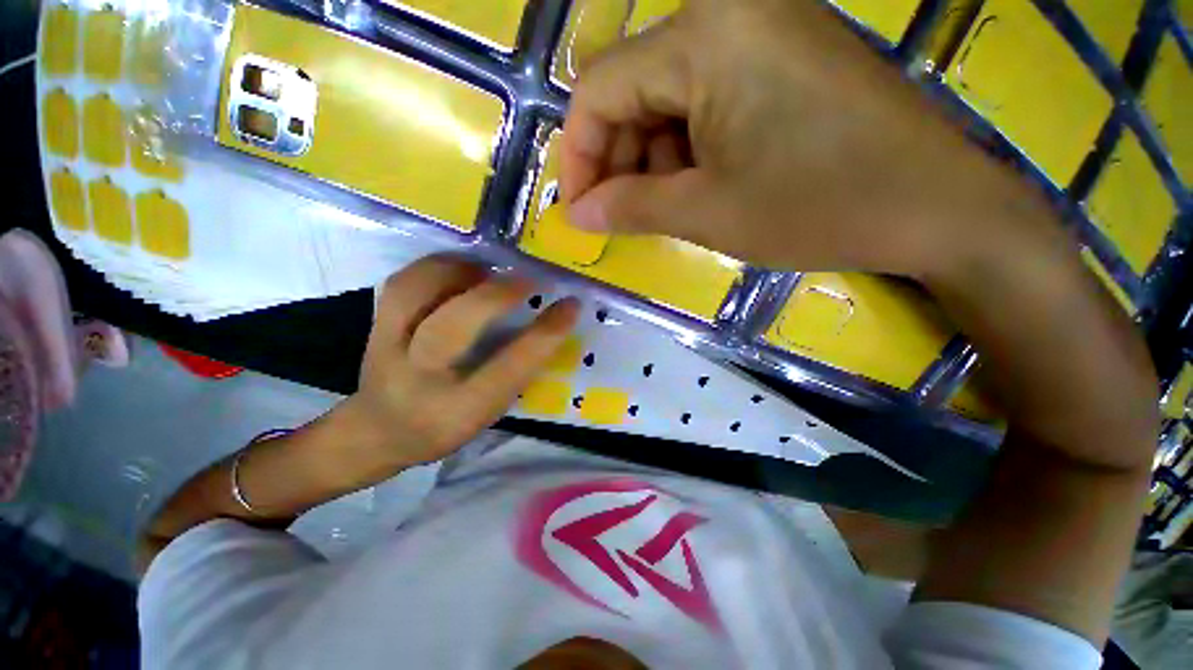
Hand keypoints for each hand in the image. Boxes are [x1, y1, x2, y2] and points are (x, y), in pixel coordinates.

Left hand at [342, 256, 578, 467]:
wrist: (377, 432)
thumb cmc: (444, 427)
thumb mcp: (488, 414)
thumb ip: (513, 373)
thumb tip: (542, 324)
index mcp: (458, 410)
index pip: (510, 368)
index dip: (545, 334)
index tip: (570, 306)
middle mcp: (420, 379)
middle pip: (454, 326)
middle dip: (497, 294)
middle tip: (527, 279)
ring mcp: (387, 349)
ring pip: (416, 294)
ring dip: (459, 271)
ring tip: (487, 268)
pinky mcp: (373, 327)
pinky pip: (401, 284)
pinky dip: (433, 267)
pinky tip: (458, 268)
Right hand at [561, 0, 1047, 278]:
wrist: (935, 207)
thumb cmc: (818, 207)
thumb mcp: (706, 213)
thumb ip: (629, 209)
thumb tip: (577, 216)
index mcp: (704, 35)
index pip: (598, 90)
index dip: (578, 156)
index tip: (578, 211)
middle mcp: (727, 12)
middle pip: (631, 89)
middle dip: (615, 161)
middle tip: (617, 217)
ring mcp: (760, 30)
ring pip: (666, 99)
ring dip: (650, 159)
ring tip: (664, 209)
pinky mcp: (781, 58)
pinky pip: (705, 100)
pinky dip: (686, 148)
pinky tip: (699, 185)